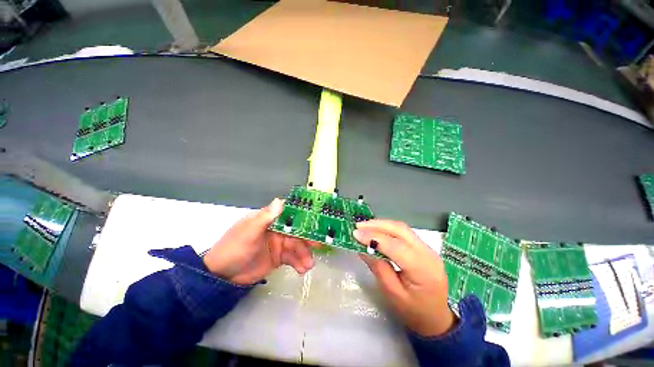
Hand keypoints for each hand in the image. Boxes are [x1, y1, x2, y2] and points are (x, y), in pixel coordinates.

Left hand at [203, 198, 317, 284]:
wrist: (223, 277)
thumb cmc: (234, 249)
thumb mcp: (248, 232)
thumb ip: (265, 218)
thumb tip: (280, 200)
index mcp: (269, 219)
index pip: (289, 214)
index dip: (303, 217)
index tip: (317, 221)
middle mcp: (277, 230)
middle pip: (296, 231)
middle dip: (307, 239)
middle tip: (319, 245)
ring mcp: (279, 244)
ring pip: (297, 246)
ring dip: (304, 254)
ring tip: (308, 265)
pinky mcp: (279, 257)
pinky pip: (293, 258)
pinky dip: (299, 263)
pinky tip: (302, 270)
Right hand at [353, 220, 455, 336]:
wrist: (437, 318)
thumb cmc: (414, 312)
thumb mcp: (392, 293)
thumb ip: (378, 268)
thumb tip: (362, 247)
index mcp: (423, 270)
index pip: (395, 246)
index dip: (374, 238)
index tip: (355, 234)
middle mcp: (428, 254)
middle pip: (400, 230)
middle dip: (377, 225)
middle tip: (358, 226)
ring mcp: (428, 248)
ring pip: (402, 228)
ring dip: (382, 225)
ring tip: (364, 227)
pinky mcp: (424, 247)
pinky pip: (404, 232)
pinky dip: (388, 229)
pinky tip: (377, 230)